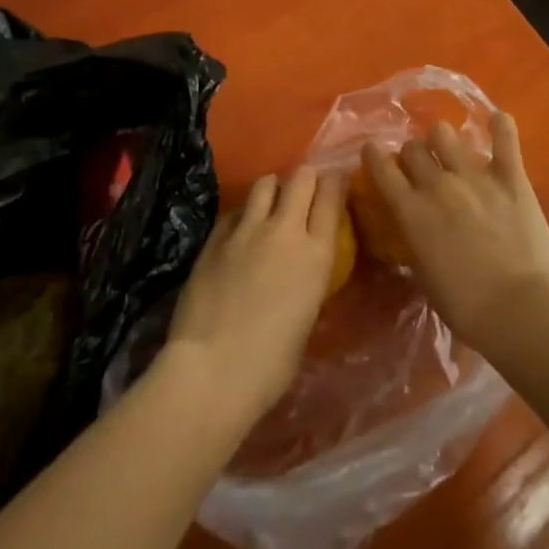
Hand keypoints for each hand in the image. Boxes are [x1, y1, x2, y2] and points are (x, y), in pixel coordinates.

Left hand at [162, 166, 343, 433]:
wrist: (211, 370)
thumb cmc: (270, 364)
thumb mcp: (307, 318)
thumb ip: (308, 281)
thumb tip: (301, 271)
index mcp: (316, 254)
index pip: (332, 195)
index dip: (336, 183)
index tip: (337, 183)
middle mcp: (284, 230)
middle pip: (301, 177)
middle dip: (306, 179)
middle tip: (304, 193)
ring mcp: (246, 230)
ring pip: (265, 183)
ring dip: (273, 189)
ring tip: (272, 204)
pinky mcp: (215, 238)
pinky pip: (235, 210)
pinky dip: (243, 213)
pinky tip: (241, 230)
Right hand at [360, 112, 548, 355]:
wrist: (519, 308)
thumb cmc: (466, 307)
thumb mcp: (424, 275)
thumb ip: (416, 242)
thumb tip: (414, 228)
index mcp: (412, 212)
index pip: (381, 168)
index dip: (374, 156)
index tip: (373, 152)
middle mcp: (438, 185)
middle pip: (413, 148)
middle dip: (413, 154)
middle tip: (422, 166)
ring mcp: (475, 177)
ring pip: (445, 134)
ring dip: (444, 139)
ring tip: (452, 149)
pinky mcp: (511, 177)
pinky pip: (504, 138)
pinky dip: (500, 126)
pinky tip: (498, 121)